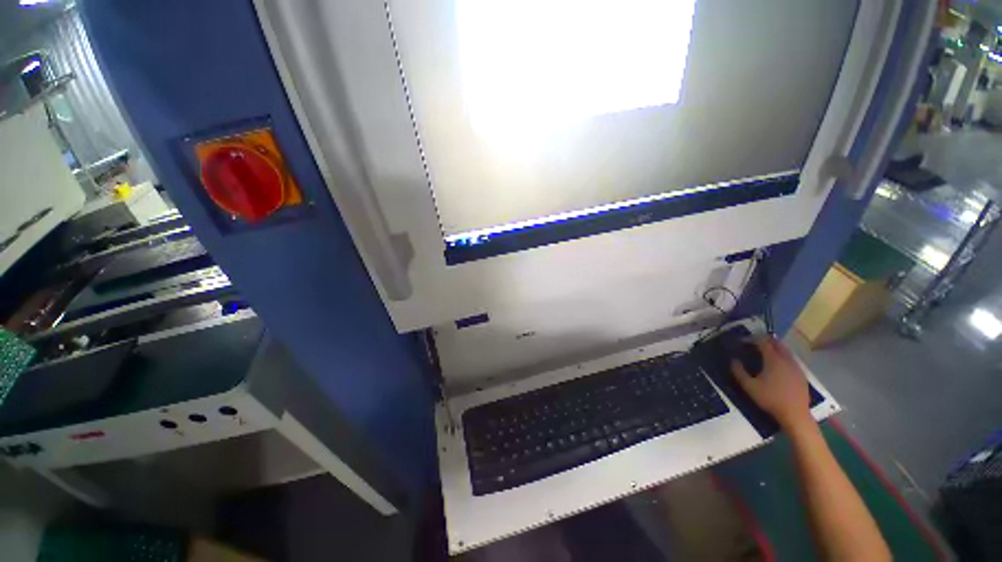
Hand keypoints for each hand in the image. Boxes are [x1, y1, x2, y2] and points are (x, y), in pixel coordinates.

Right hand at [731, 337, 813, 430]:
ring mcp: (796, 367)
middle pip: (777, 343)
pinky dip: (782, 356)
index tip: (742, 341)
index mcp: (773, 359)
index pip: (763, 342)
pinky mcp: (801, 374)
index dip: (752, 339)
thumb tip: (733, 360)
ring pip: (785, 351)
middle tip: (753, 343)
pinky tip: (777, 365)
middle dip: (765, 340)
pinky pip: (791, 359)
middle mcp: (786, 359)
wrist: (795, 414)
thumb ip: (739, 372)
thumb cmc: (770, 399)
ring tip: (764, 353)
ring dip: (775, 348)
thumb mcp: (749, 386)